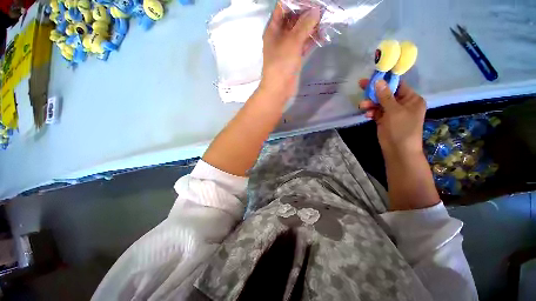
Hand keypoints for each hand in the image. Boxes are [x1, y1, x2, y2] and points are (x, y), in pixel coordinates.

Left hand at [259, 3, 320, 99]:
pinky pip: (304, 44)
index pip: (284, 8)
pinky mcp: (294, 57)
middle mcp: (280, 36)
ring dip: (312, 27)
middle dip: (307, 14)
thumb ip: (304, 25)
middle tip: (323, 11)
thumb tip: (316, 11)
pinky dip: (312, 40)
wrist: (279, 89)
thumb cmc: (281, 64)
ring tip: (326, 21)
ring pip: (300, 32)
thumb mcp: (292, 41)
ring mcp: (288, 47)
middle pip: (294, 19)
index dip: (297, 3)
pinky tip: (323, 35)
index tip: (312, 3)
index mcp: (273, 29)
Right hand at [359, 79, 426, 157]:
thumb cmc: (401, 129)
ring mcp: (393, 112)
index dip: (385, 80)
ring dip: (370, 103)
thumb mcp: (394, 111)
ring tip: (362, 106)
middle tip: (361, 85)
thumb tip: (378, 81)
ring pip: (379, 103)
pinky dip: (371, 112)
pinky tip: (367, 115)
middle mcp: (402, 104)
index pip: (398, 85)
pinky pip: (376, 112)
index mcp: (411, 99)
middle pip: (386, 93)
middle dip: (374, 92)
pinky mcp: (384, 120)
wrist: (398, 150)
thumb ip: (385, 96)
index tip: (373, 76)